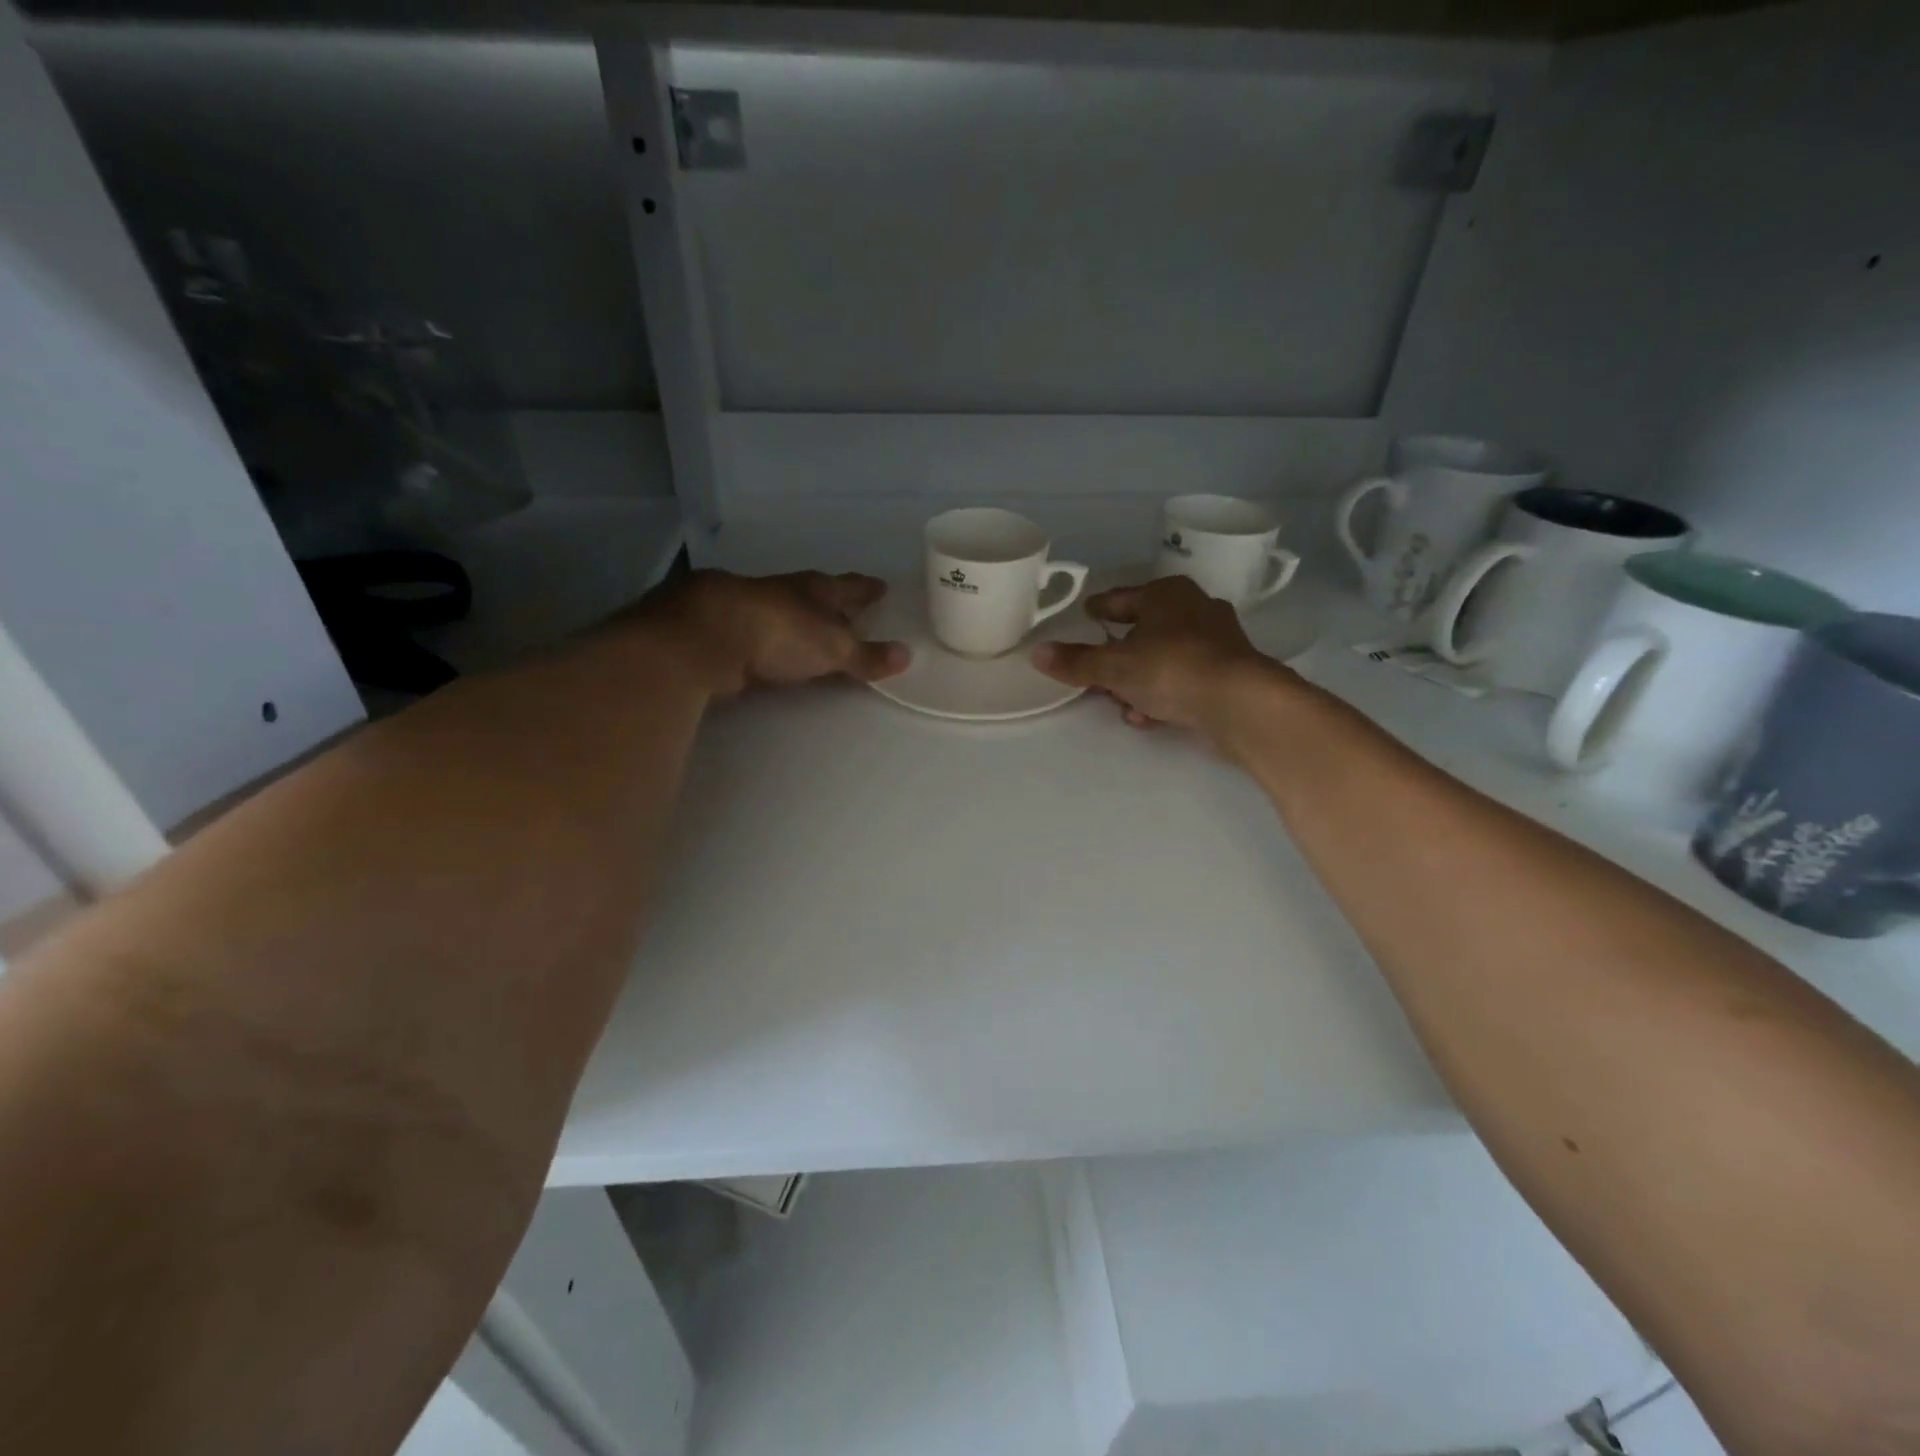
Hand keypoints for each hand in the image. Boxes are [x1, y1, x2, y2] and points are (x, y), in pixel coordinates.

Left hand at [652, 570, 909, 696]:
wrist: (708, 635)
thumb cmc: (781, 632)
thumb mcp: (833, 647)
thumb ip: (866, 655)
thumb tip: (907, 655)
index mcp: (816, 590)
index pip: (850, 587)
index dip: (866, 589)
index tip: (881, 587)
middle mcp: (785, 593)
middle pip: (816, 597)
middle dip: (833, 604)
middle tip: (851, 611)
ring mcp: (751, 610)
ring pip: (785, 614)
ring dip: (800, 623)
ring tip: (814, 634)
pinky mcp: (725, 633)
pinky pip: (760, 636)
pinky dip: (771, 643)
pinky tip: (772, 652)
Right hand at [1031, 576, 1298, 751]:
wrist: (1240, 702)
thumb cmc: (1171, 668)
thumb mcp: (1113, 667)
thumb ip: (1076, 662)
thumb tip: (1036, 653)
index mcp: (1165, 594)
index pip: (1120, 599)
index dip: (1099, 609)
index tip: (1086, 614)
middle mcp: (1193, 609)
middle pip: (1143, 632)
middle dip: (1119, 658)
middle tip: (1098, 677)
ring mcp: (1216, 641)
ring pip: (1163, 660)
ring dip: (1140, 684)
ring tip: (1125, 708)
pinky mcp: (1228, 673)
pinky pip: (1183, 681)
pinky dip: (1164, 697)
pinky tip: (1150, 718)